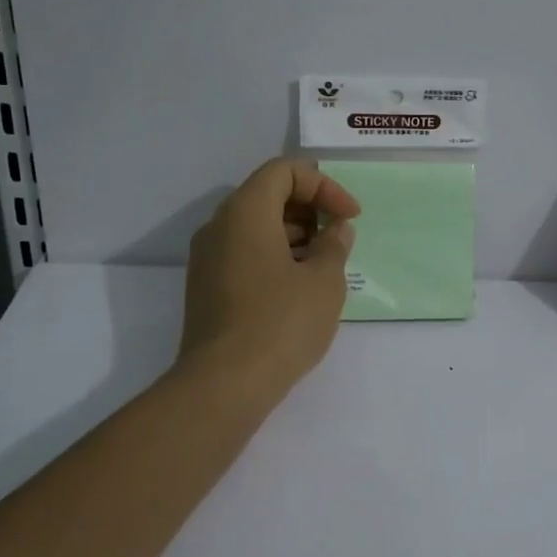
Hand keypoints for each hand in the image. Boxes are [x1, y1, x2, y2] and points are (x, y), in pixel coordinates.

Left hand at [177, 158, 360, 400]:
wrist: (224, 385)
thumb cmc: (281, 323)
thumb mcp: (324, 280)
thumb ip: (335, 244)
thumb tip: (335, 230)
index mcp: (245, 212)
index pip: (284, 171)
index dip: (324, 186)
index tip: (349, 217)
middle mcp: (218, 227)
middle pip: (267, 196)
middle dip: (310, 210)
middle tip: (339, 239)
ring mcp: (207, 260)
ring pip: (255, 228)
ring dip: (295, 236)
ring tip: (325, 267)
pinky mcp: (207, 289)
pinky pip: (244, 255)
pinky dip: (275, 257)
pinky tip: (300, 289)